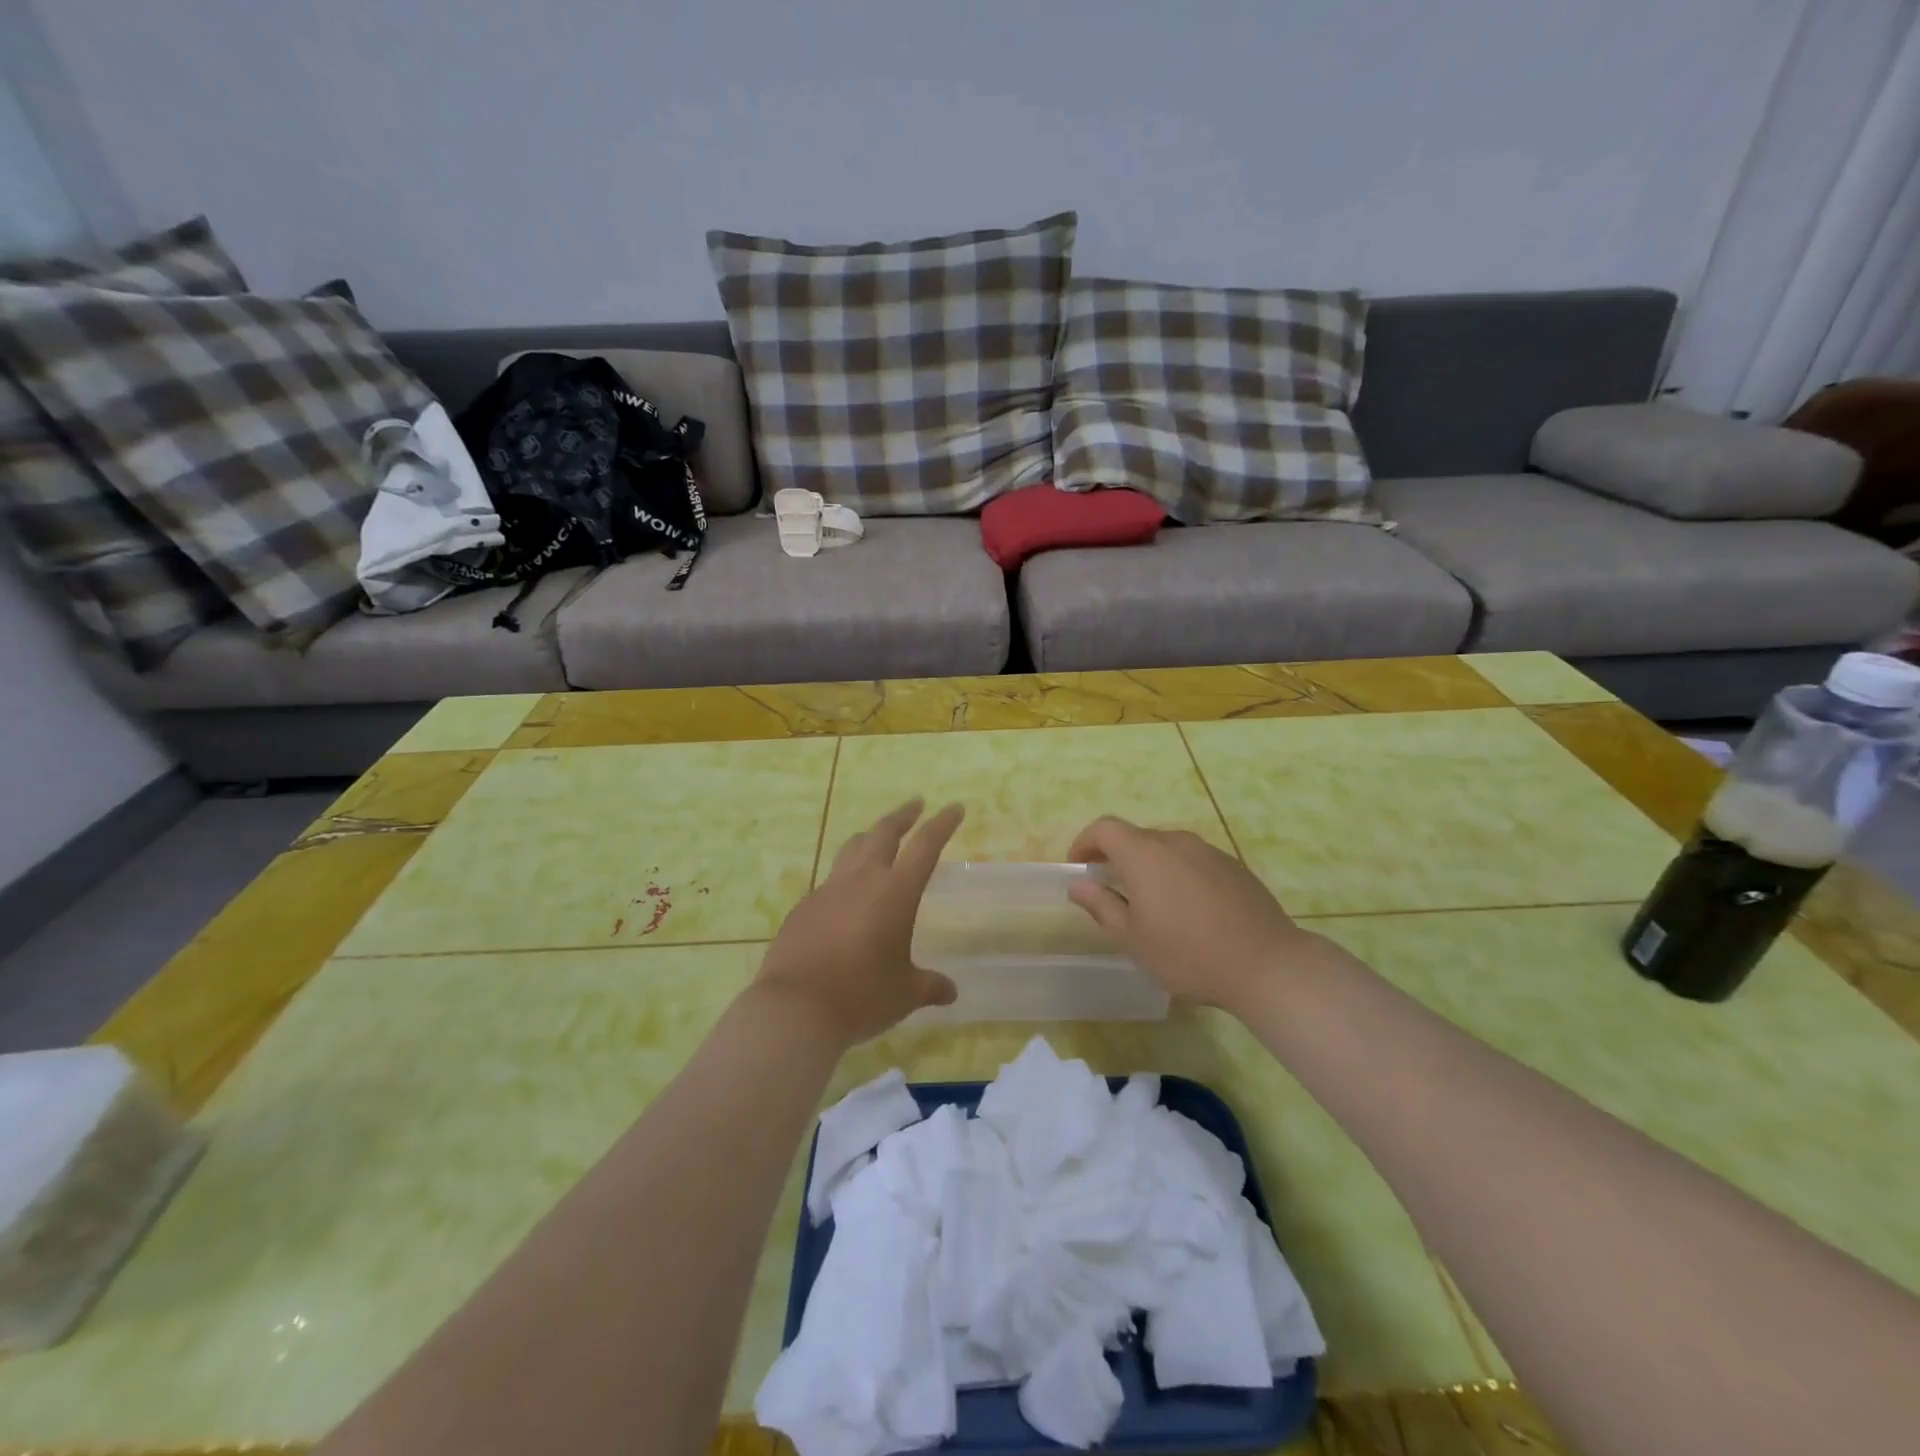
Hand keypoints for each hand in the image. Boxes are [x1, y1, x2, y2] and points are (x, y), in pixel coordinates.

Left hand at [753, 799, 963, 1045]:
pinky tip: (846, 897)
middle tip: (916, 804)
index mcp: (895, 892)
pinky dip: (845, 877)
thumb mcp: (904, 994)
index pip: (925, 846)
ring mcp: (828, 890)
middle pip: (884, 833)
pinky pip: (830, 881)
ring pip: (852, 849)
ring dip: (869, 837)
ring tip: (877, 835)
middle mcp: (862, 880)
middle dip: (903, 815)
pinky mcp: (804, 907)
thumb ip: (929, 986)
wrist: (795, 1008)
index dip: (942, 824)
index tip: (954, 807)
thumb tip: (950, 991)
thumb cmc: (862, 996)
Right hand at [1067, 816, 1317, 1013]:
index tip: (1079, 868)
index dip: (1085, 842)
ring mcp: (1209, 851)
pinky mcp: (1234, 866)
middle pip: (1136, 837)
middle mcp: (1176, 842)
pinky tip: (1190, 912)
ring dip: (1149, 868)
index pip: (1104, 828)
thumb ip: (1102, 905)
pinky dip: (1179, 875)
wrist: (1267, 965)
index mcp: (1145, 854)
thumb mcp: (1133, 938)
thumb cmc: (1188, 954)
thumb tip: (1078, 885)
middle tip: (1111, 892)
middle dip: (1116, 858)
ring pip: (1167, 849)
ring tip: (1152, 905)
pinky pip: (1194, 862)